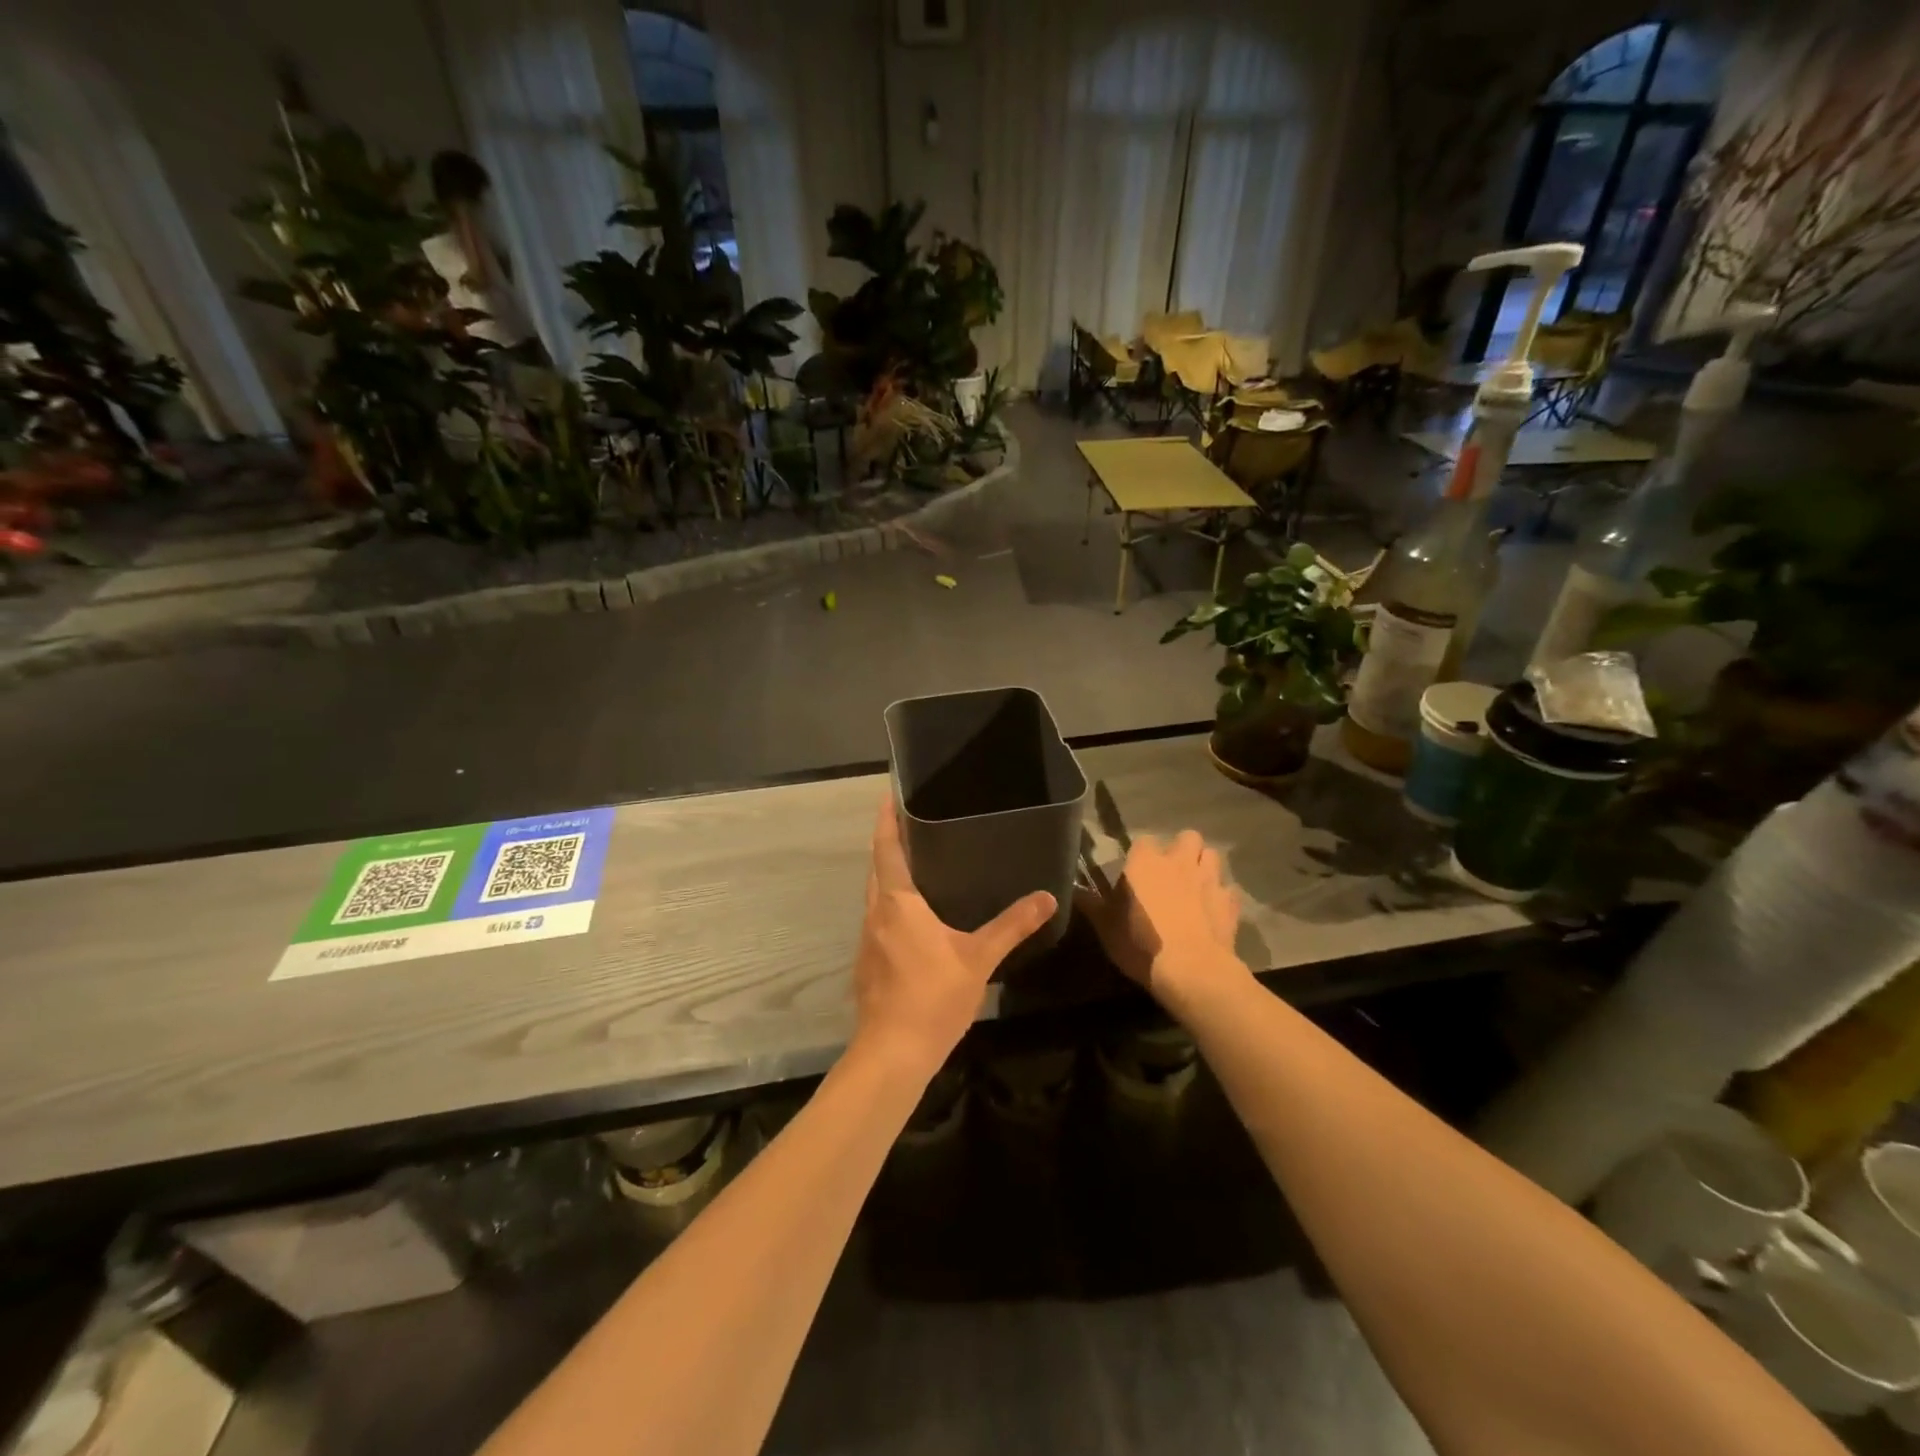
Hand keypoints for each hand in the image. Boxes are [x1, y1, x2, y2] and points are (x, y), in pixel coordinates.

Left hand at [851, 799, 1056, 1077]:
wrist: (893, 1053)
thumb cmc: (933, 997)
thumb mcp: (979, 958)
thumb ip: (1012, 926)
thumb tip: (1047, 897)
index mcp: (897, 903)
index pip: (886, 849)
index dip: (885, 820)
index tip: (889, 795)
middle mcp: (875, 913)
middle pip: (877, 868)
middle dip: (889, 844)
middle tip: (915, 825)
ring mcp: (867, 939)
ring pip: (876, 895)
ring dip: (890, 875)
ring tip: (920, 863)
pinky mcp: (868, 962)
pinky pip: (879, 919)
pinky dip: (892, 904)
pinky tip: (915, 916)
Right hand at [1076, 831, 1245, 1007]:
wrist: (1191, 970)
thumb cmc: (1141, 943)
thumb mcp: (1105, 927)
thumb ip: (1090, 904)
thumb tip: (1071, 889)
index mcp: (1145, 862)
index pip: (1144, 840)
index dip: (1141, 854)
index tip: (1136, 872)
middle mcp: (1179, 861)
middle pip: (1187, 837)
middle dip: (1182, 850)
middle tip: (1171, 872)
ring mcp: (1209, 879)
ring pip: (1212, 856)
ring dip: (1204, 866)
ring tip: (1195, 885)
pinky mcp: (1230, 902)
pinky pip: (1228, 890)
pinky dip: (1221, 897)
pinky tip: (1213, 911)